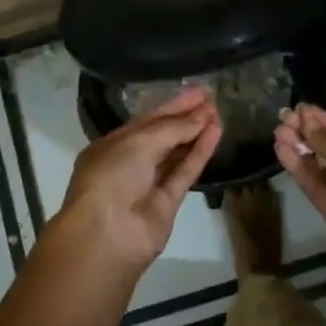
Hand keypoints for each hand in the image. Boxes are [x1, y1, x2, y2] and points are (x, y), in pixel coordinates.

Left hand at [53, 87, 222, 280]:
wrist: (106, 234)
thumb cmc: (111, 177)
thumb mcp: (138, 142)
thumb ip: (173, 128)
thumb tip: (203, 116)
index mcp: (112, 145)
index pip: (147, 120)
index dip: (173, 105)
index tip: (198, 91)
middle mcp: (129, 162)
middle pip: (162, 136)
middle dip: (187, 117)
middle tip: (213, 99)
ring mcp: (148, 184)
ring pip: (176, 154)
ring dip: (196, 134)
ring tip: (219, 113)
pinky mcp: (167, 203)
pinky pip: (185, 173)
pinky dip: (200, 154)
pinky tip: (216, 134)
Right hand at [274, 105, 325, 276]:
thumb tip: (307, 124)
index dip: (325, 123)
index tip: (302, 109)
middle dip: (308, 135)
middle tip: (284, 117)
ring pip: (318, 170)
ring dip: (299, 150)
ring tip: (278, 130)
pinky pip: (314, 188)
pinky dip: (298, 169)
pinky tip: (281, 150)